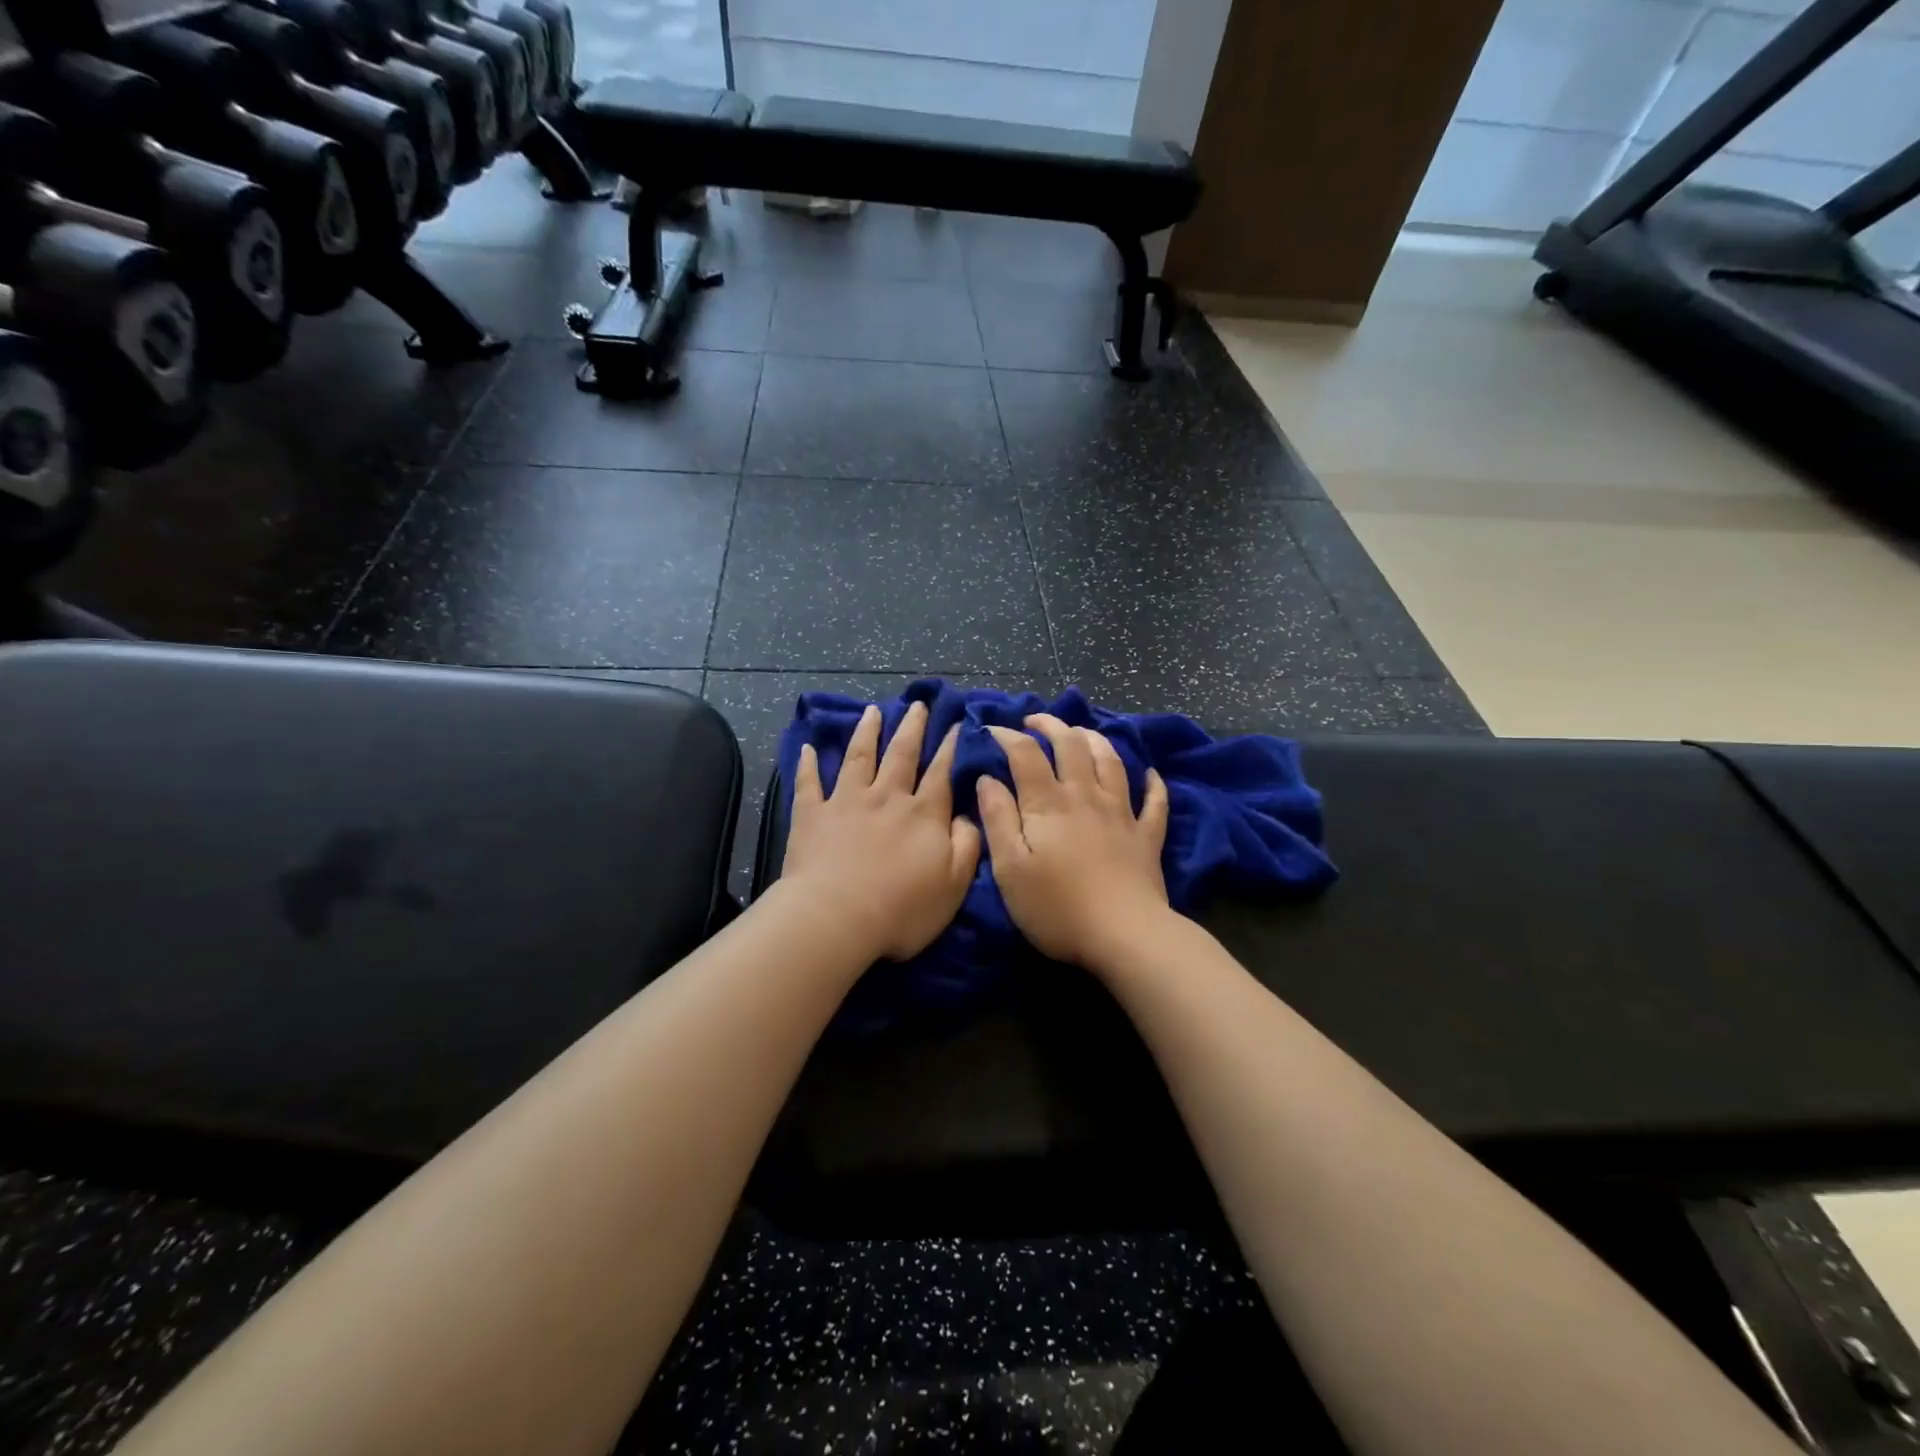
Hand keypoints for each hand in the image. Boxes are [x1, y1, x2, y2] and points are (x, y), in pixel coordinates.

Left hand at [783, 702, 980, 962]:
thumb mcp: (954, 883)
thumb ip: (967, 844)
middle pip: (902, 754)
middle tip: (916, 704)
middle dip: (911, 727)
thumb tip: (966, 814)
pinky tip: (808, 747)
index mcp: (923, 814)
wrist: (836, 918)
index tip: (955, 723)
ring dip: (867, 732)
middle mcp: (886, 797)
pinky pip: (809, 783)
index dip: (949, 747)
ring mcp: (846, 802)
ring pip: (859, 757)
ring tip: (872, 711)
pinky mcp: (812, 815)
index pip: (941, 773)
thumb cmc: (902, 909)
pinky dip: (808, 764)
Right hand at [977, 714, 1172, 974]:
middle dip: (1052, 726)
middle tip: (1035, 722)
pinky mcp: (1147, 836)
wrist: (1124, 935)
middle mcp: (1086, 796)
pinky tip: (1150, 774)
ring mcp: (1122, 813)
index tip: (991, 730)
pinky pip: (1155, 802)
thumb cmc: (1057, 907)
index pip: (1026, 754)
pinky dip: (1153, 784)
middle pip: (1072, 745)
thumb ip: (998, 818)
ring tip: (1081, 733)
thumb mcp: (1010, 868)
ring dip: (1095, 740)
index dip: (1007, 736)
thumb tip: (988, 779)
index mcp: (1049, 804)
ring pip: (1111, 761)